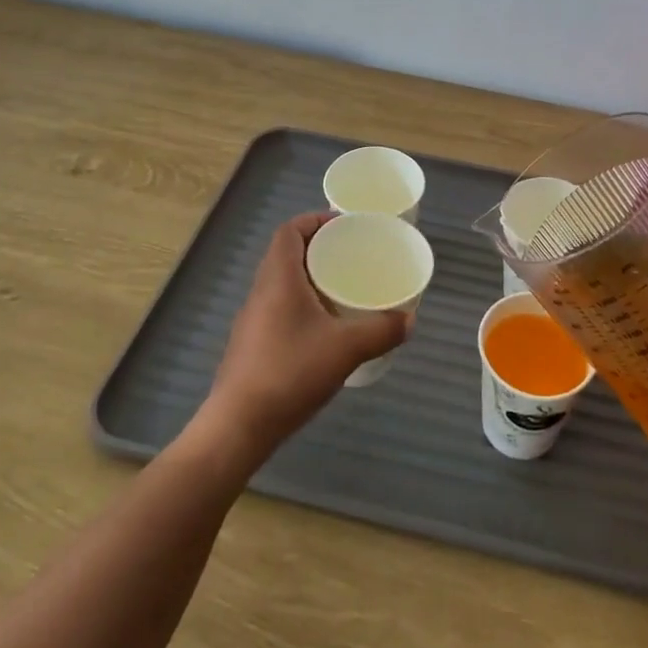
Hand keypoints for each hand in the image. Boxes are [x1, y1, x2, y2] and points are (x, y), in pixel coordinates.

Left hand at [201, 212, 407, 459]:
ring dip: (310, 278)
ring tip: (343, 289)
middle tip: (352, 256)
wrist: (238, 427)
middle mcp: (261, 291)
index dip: (315, 220)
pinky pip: (279, 308)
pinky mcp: (252, 344)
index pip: (290, 230)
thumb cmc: (290, 373)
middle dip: (318, 248)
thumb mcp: (346, 349)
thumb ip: (381, 330)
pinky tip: (324, 329)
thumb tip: (409, 320)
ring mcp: (252, 319)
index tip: (344, 227)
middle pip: (287, 253)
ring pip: (282, 283)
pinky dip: (302, 305)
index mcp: (279, 278)